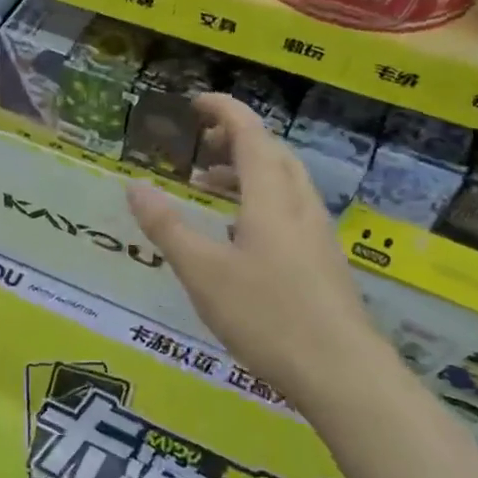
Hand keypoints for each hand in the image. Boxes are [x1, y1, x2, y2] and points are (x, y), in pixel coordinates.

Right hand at [126, 96, 394, 411]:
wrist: (343, 374)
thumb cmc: (267, 316)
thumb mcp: (203, 272)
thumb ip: (167, 227)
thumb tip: (133, 185)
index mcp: (270, 198)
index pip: (250, 133)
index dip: (224, 110)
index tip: (195, 102)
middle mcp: (299, 206)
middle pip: (273, 153)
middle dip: (236, 138)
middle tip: (200, 146)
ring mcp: (318, 235)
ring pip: (285, 183)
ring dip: (249, 171)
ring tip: (213, 186)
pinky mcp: (325, 262)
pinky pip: (291, 210)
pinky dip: (262, 201)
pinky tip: (242, 236)